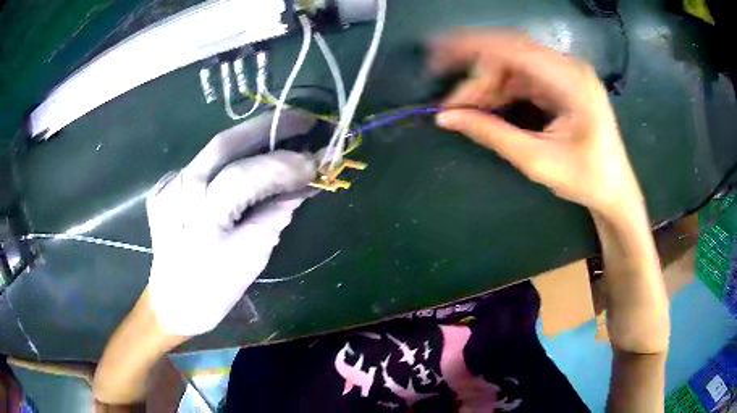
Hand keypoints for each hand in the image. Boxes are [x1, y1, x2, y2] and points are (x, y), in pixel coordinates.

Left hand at [146, 110, 316, 335]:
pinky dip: (229, 157)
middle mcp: (180, 192)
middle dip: (267, 127)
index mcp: (201, 217)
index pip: (246, 175)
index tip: (319, 158)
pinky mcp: (165, 187)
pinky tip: (246, 159)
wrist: (173, 301)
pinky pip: (202, 163)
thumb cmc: (215, 288)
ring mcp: (168, 186)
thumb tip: (304, 183)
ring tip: (282, 133)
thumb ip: (277, 212)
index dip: (285, 164)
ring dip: (251, 139)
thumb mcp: (253, 255)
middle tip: (303, 119)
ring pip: (213, 150)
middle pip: (224, 144)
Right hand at [431, 32, 643, 218]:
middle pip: (510, 55)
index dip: (471, 46)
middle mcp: (568, 67)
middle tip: (452, 106)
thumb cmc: (587, 180)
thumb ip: (493, 135)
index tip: (437, 54)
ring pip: (512, 66)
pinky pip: (521, 77)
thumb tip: (446, 118)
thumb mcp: (538, 161)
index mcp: (571, 81)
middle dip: (478, 77)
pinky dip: (500, 91)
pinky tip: (486, 107)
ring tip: (465, 110)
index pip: (513, 48)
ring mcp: (565, 74)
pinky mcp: (560, 84)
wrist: (615, 191)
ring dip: (487, 85)